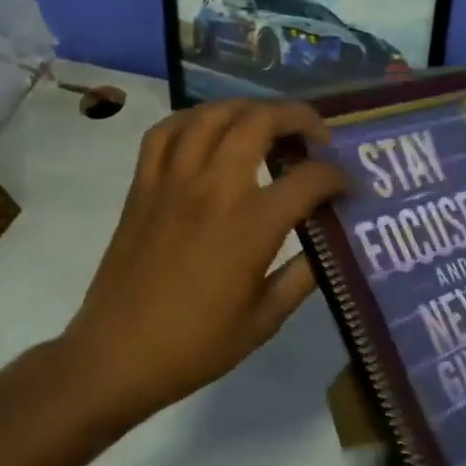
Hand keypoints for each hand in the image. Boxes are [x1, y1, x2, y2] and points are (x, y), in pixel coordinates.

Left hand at [60, 100, 347, 428]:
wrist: (117, 355)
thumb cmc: (196, 345)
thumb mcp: (265, 320)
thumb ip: (302, 275)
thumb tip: (327, 244)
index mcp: (252, 225)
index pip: (309, 178)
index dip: (338, 177)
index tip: (348, 187)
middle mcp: (214, 188)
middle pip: (260, 122)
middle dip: (299, 117)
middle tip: (316, 135)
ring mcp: (173, 181)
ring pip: (213, 115)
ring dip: (249, 109)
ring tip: (268, 124)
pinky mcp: (143, 185)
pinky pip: (166, 131)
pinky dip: (193, 119)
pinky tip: (209, 131)